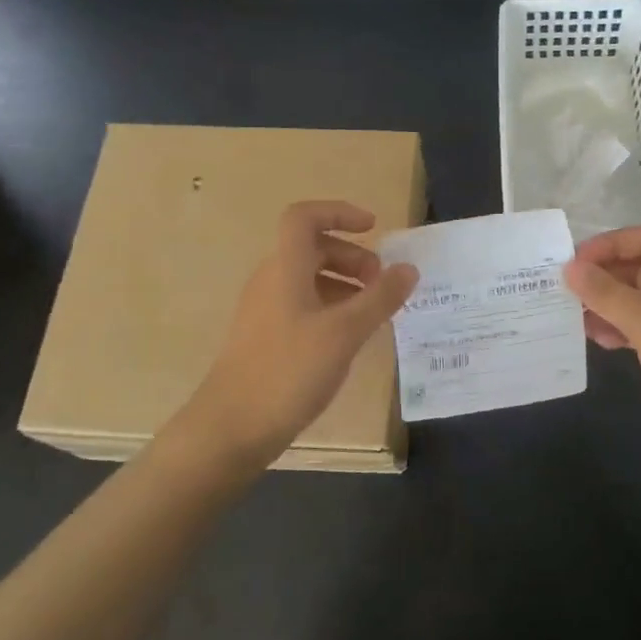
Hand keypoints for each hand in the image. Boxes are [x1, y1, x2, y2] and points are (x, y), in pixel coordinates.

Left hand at [184, 201, 418, 466]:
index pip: (304, 217)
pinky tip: (350, 339)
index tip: (374, 229)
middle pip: (312, 248)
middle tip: (382, 284)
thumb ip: (380, 298)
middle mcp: (271, 281)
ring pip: (308, 279)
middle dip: (352, 256)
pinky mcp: (265, 338)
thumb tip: (408, 268)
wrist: (232, 427)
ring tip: (374, 313)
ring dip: (344, 285)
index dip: (339, 212)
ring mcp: (265, 310)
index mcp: (285, 268)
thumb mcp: (344, 333)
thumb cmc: (289, 371)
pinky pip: (303, 306)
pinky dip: (331, 309)